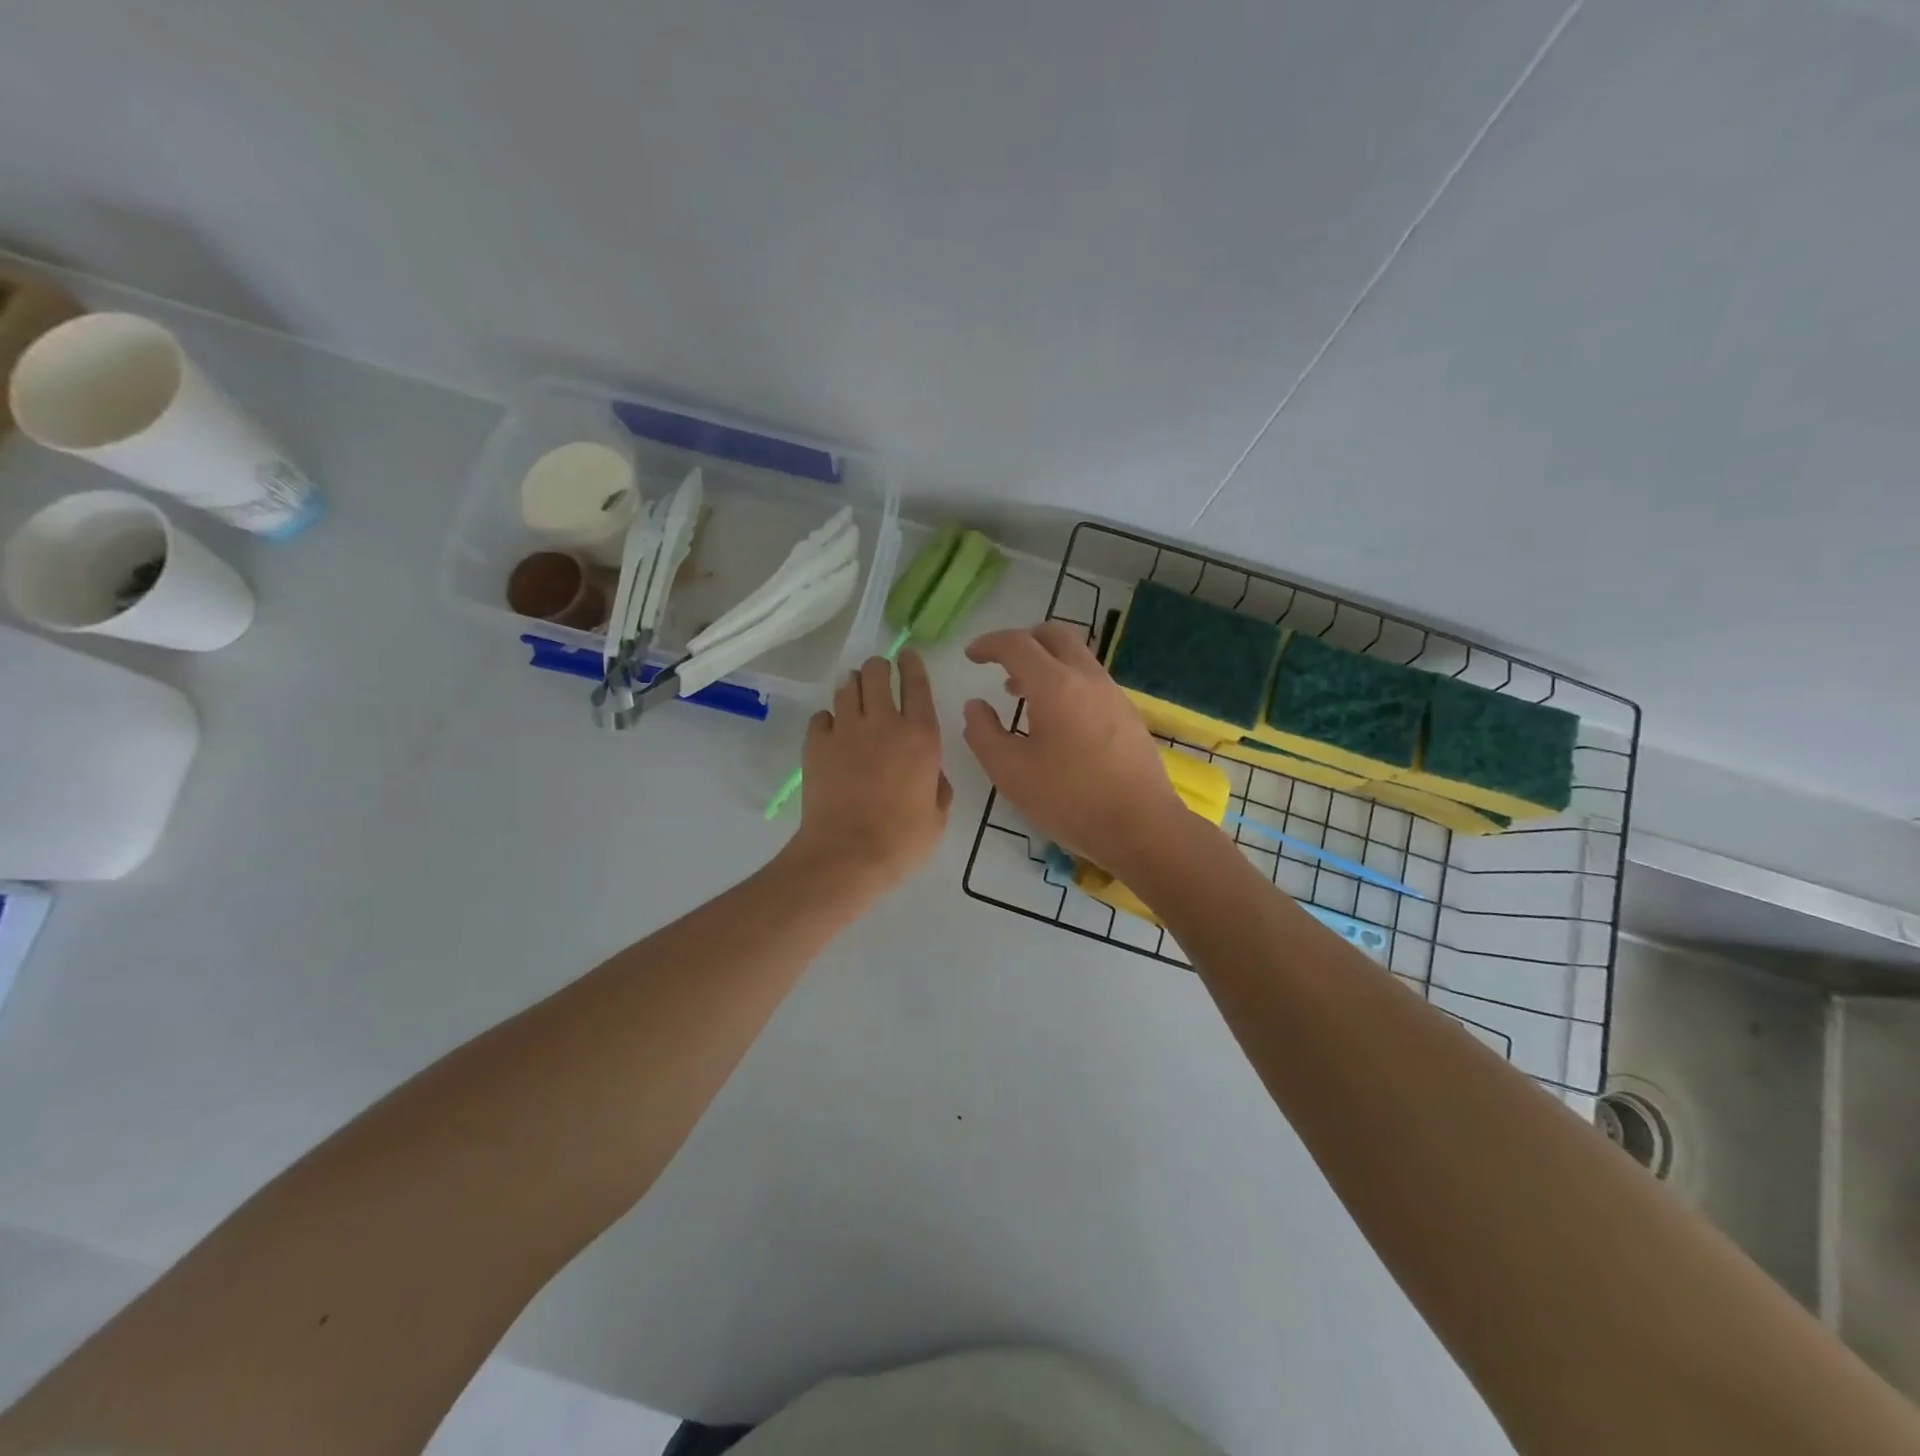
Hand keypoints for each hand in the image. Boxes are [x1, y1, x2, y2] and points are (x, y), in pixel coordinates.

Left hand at [790, 649, 952, 889]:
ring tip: (853, 692)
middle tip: (878, 674)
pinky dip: (828, 719)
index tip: (907, 654)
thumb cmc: (901, 840)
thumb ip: (938, 786)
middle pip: (877, 673)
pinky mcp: (816, 744)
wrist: (847, 854)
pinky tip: (831, 731)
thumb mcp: (937, 816)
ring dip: (852, 685)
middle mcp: (884, 723)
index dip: (912, 664)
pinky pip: (821, 716)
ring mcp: (846, 730)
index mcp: (921, 737)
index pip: (917, 685)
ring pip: (846, 686)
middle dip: (878, 668)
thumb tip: (931, 773)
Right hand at [962, 622, 1188, 877]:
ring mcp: (1114, 694)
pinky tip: (1056, 720)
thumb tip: (976, 706)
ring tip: (1022, 694)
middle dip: (1023, 640)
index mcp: (1055, 685)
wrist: (1142, 827)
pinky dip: (1066, 682)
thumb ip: (983, 733)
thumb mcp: (1010, 772)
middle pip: (1055, 635)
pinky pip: (1091, 680)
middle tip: (1000, 664)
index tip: (971, 656)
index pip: (1017, 644)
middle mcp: (1088, 678)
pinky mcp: (1128, 714)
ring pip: (1076, 657)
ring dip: (1045, 663)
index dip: (989, 644)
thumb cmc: (1069, 800)